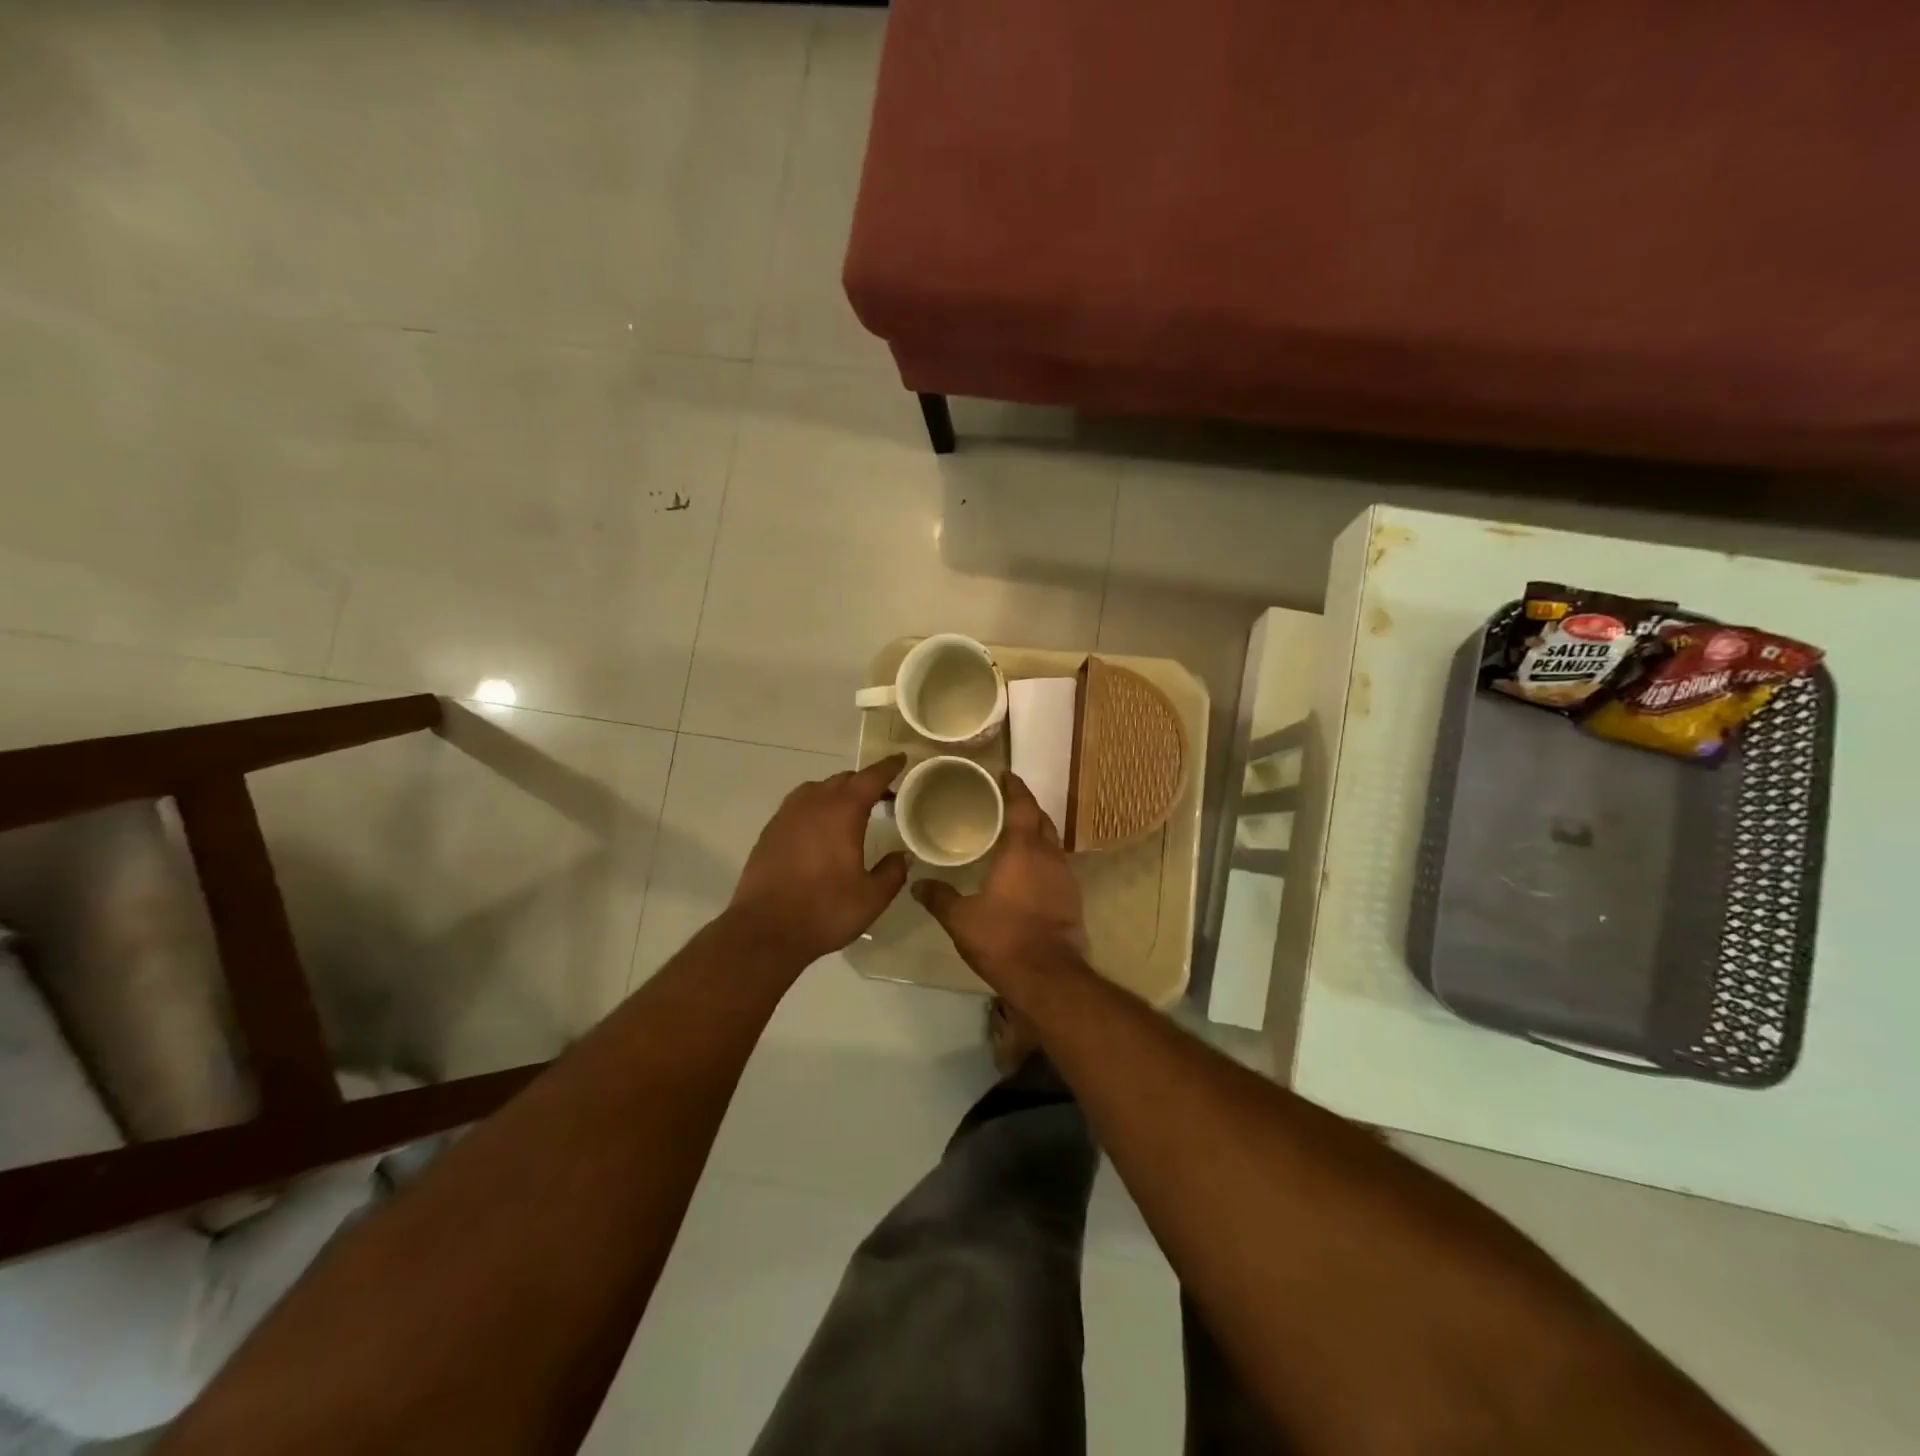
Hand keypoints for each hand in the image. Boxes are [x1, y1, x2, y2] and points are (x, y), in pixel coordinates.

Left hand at [728, 754, 909, 971]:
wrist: (764, 931)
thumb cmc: (824, 911)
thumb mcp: (872, 898)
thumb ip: (892, 872)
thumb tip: (902, 856)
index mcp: (843, 812)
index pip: (870, 778)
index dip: (888, 767)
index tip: (900, 759)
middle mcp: (813, 804)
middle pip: (843, 780)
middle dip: (864, 783)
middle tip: (883, 796)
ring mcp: (786, 816)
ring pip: (817, 789)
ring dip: (837, 793)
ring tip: (851, 811)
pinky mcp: (769, 832)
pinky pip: (798, 806)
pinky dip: (816, 807)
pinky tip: (820, 830)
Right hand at [913, 773, 1085, 985]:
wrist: (1047, 976)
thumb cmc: (1002, 938)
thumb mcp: (961, 918)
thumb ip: (939, 897)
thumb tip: (917, 884)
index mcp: (1023, 849)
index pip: (1023, 805)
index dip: (1014, 787)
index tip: (1005, 774)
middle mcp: (1049, 855)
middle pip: (1041, 819)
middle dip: (1026, 807)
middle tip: (1005, 803)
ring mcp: (1065, 877)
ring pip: (1052, 843)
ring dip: (1037, 833)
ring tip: (1014, 835)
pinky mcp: (1072, 898)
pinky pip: (1056, 866)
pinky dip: (1042, 858)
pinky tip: (1027, 871)